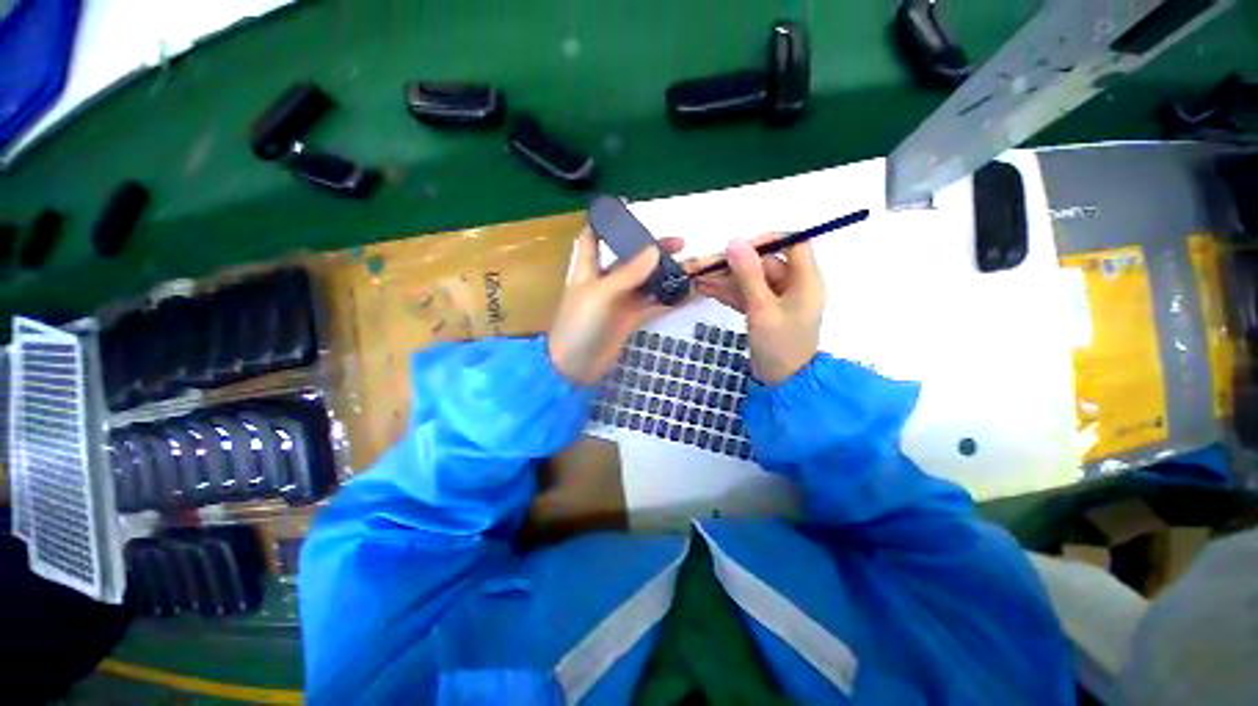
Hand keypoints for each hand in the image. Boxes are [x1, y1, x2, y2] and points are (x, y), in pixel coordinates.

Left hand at [549, 228, 685, 383]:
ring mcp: (620, 301)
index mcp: (588, 268)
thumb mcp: (601, 294)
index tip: (629, 210)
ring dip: (665, 274)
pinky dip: (669, 299)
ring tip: (690, 266)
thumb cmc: (579, 325)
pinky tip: (688, 293)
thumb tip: (655, 250)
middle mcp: (605, 281)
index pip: (593, 236)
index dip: (606, 222)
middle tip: (680, 244)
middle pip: (629, 258)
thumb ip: (628, 273)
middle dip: (651, 248)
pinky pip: (653, 305)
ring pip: (646, 282)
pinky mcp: (630, 319)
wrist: (575, 367)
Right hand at [692, 236, 824, 383]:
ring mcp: (776, 300)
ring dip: (724, 279)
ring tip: (696, 277)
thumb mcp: (762, 308)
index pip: (792, 244)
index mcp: (805, 280)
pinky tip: (705, 289)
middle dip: (732, 265)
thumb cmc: (779, 345)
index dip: (766, 241)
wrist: (781, 383)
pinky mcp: (763, 311)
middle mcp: (793, 285)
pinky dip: (727, 292)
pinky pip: (745, 295)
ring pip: (750, 280)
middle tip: (703, 266)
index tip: (738, 248)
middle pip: (762, 264)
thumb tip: (734, 242)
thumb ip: (748, 275)